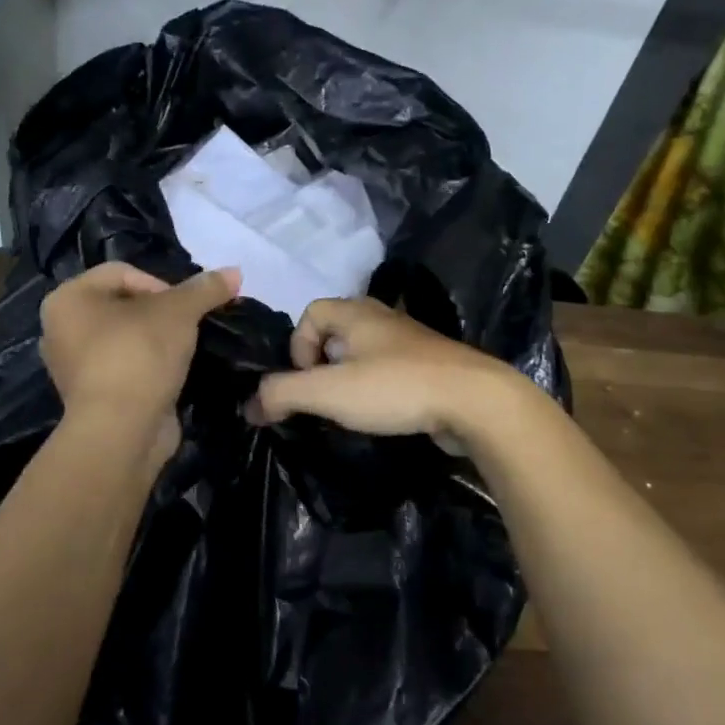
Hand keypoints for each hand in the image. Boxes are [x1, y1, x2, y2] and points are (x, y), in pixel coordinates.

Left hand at [40, 262, 239, 453]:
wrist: (122, 431)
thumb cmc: (139, 355)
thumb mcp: (179, 312)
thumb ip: (205, 289)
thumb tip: (235, 271)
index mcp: (67, 299)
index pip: (122, 272)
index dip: (161, 284)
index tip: (185, 309)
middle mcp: (60, 330)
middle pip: (124, 305)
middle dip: (161, 313)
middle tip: (189, 327)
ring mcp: (74, 368)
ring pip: (126, 339)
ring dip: (157, 342)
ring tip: (184, 350)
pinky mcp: (92, 398)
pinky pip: (126, 369)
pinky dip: (149, 368)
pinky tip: (173, 374)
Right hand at [245, 297, 533, 447]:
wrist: (475, 401)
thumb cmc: (395, 387)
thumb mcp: (328, 392)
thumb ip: (282, 395)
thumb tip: (249, 407)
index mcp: (356, 312)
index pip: (310, 313)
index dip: (298, 346)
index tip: (307, 381)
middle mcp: (383, 317)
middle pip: (337, 330)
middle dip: (323, 364)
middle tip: (327, 395)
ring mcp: (412, 340)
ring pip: (366, 351)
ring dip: (352, 376)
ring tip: (353, 408)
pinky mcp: (432, 364)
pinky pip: (392, 368)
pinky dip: (380, 386)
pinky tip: (386, 412)